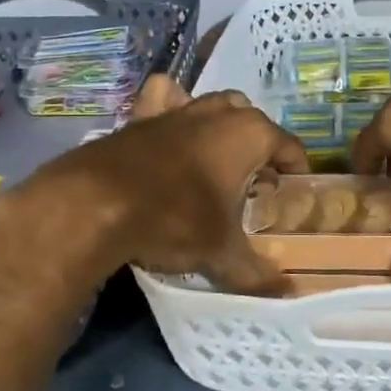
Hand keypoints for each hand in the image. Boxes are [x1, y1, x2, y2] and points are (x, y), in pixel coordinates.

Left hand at [18, 75, 309, 294]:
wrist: (93, 204)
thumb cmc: (174, 220)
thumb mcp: (220, 252)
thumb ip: (256, 272)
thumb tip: (287, 292)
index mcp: (250, 135)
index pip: (290, 146)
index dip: (297, 171)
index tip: (294, 194)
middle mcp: (218, 113)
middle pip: (254, 121)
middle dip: (260, 147)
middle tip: (253, 184)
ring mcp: (178, 109)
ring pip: (213, 104)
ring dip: (223, 125)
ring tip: (217, 160)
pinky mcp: (141, 116)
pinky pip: (165, 98)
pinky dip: (172, 105)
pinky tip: (171, 130)